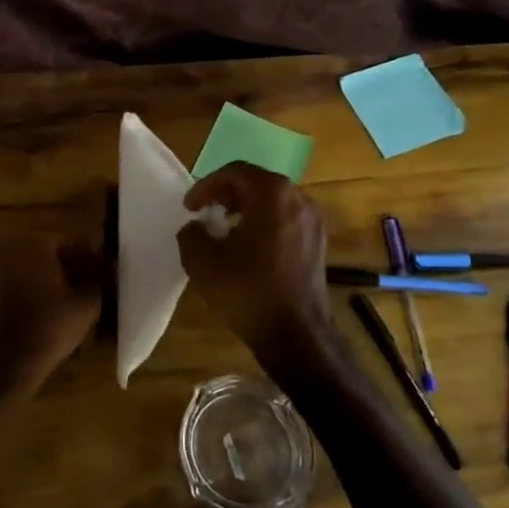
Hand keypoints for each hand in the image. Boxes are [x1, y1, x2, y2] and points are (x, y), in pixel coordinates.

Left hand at [0, 238, 101, 391]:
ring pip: (25, 270)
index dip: (85, 259)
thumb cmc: (49, 328)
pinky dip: (23, 293)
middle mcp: (7, 250)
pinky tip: (38, 313)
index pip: (66, 243)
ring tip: (61, 303)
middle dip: (63, 268)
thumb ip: (100, 280)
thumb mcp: (86, 305)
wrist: (5, 363)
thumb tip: (110, 266)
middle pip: (43, 255)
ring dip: (43, 281)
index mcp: (33, 244)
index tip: (97, 274)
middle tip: (81, 289)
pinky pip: (9, 286)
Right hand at [177, 163, 335, 365]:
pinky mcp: (318, 244)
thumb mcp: (202, 260)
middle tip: (205, 212)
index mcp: (272, 194)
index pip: (234, 173)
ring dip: (246, 209)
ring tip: (224, 230)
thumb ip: (191, 233)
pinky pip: (286, 220)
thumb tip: (197, 227)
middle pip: (256, 183)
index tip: (190, 207)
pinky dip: (264, 224)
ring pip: (273, 202)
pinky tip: (248, 249)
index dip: (206, 186)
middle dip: (227, 195)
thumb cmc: (247, 290)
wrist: (295, 334)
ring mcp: (313, 222)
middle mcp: (298, 199)